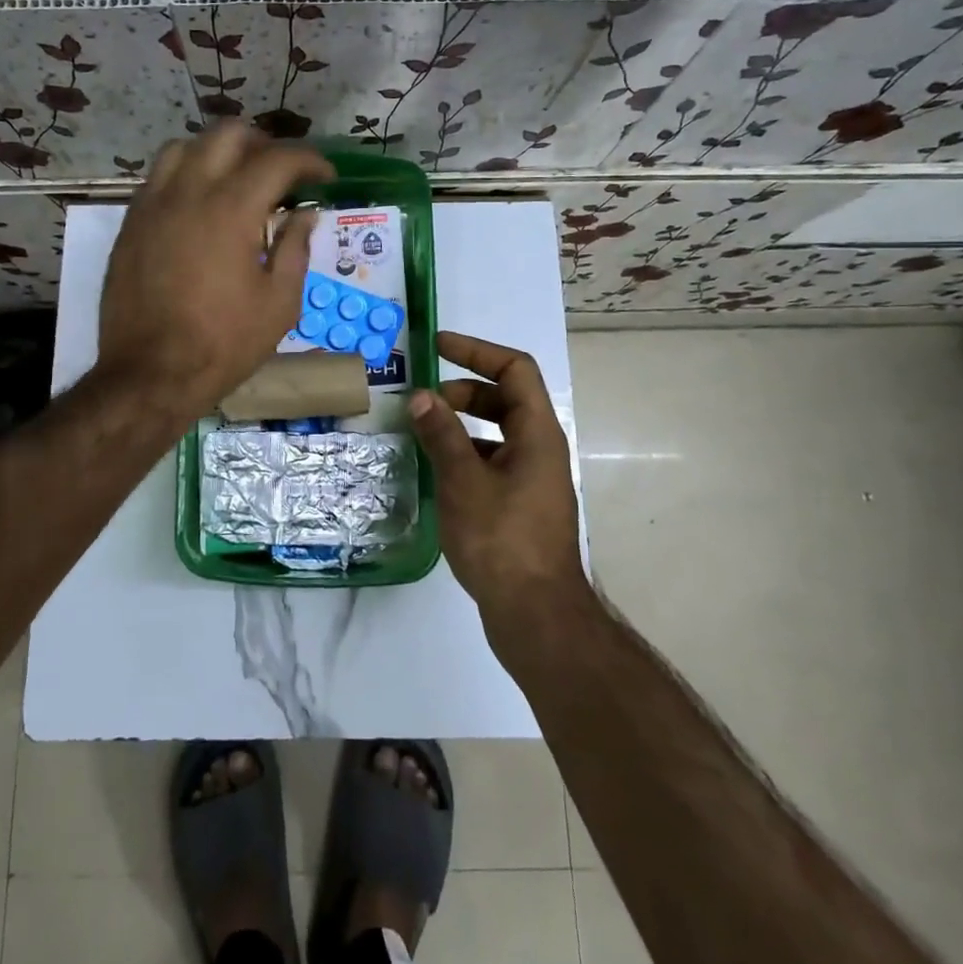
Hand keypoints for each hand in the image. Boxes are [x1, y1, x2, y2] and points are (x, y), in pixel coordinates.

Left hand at [97, 124, 333, 416]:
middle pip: (229, 134)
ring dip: (219, 152)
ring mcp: (153, 204)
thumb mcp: (279, 303)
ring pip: (185, 146)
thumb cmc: (223, 344)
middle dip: (264, 144)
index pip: (278, 160)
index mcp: (232, 209)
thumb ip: (295, 249)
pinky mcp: (131, 223)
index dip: (310, 161)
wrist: (150, 374)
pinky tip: (200, 205)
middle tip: (282, 173)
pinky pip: (159, 177)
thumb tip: (304, 215)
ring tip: (237, 179)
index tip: (325, 177)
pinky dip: (187, 175)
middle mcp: (189, 191)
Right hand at [407, 331, 588, 626]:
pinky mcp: (520, 507)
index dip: (478, 351)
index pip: (515, 369)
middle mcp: (540, 450)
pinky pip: (492, 462)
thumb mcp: (464, 481)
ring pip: (497, 433)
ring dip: (461, 424)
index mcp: (538, 434)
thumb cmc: (502, 540)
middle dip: (464, 389)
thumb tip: (422, 396)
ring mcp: (532, 480)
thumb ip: (442, 434)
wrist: (536, 617)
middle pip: (506, 399)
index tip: (439, 346)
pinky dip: (464, 455)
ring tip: (422, 433)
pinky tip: (435, 472)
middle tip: (424, 399)